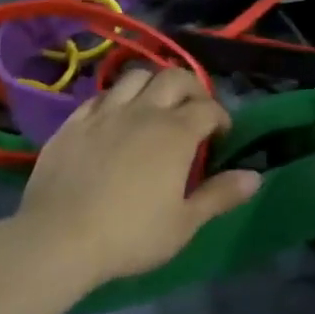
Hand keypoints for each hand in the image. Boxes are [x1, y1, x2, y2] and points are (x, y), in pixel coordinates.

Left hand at [15, 66, 260, 285]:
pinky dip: (116, 99)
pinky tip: (115, 118)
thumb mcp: (184, 223)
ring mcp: (105, 112)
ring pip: (135, 76)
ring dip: (153, 84)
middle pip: (174, 78)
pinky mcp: (73, 121)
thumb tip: (255, 175)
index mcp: (175, 133)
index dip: (221, 118)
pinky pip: (100, 95)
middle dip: (192, 88)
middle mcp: (142, 111)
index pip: (209, 108)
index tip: (221, 136)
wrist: (59, 237)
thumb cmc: (130, 235)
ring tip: (155, 106)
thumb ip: (220, 195)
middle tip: (194, 110)